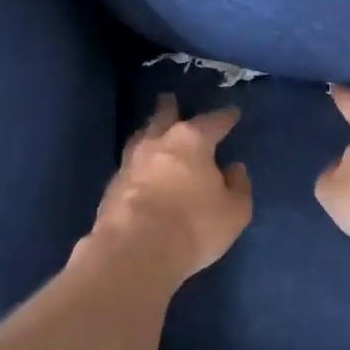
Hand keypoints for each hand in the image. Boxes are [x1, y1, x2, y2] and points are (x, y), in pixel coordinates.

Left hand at [90, 94, 250, 278]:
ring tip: (150, 129)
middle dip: (170, 108)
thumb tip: (234, 169)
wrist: (135, 251)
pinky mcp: (112, 187)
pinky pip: (128, 165)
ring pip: (140, 138)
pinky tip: (138, 169)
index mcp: (192, 142)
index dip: (225, 118)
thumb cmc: (193, 226)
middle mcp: (158, 144)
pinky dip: (137, 163)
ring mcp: (130, 163)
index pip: (213, 122)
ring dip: (148, 131)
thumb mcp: (234, 211)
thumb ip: (238, 187)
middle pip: (164, 118)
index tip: (232, 113)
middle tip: (169, 98)